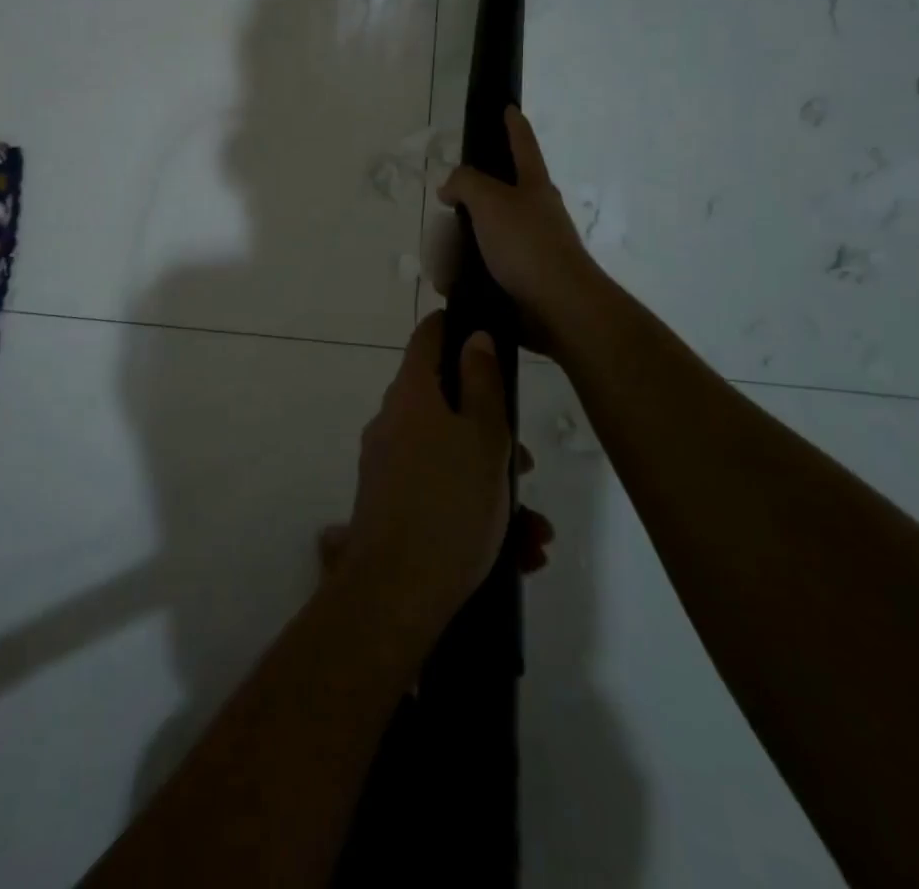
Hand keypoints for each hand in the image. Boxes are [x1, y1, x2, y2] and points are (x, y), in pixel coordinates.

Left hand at [322, 312, 529, 643]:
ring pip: (450, 456)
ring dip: (493, 484)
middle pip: (447, 404)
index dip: (455, 328)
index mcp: (412, 394)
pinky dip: (473, 511)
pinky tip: (515, 552)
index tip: (486, 334)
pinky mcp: (388, 503)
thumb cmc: (450, 503)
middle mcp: (393, 421)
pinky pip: (438, 491)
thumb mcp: (484, 438)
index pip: (428, 338)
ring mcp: (387, 463)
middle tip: (524, 464)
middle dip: (493, 431)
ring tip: (532, 530)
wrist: (396, 591)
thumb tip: (474, 336)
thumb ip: (483, 383)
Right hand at [436, 106, 605, 352]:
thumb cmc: (527, 245)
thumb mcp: (490, 201)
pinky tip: (450, 283)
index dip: (513, 125)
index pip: (522, 145)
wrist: (558, 308)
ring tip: (443, 265)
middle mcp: (532, 213)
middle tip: (445, 217)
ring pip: (479, 236)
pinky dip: (462, 274)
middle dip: (462, 208)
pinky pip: (479, 268)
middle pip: (489, 198)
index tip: (508, 108)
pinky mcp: (519, 279)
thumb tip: (450, 187)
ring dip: (455, 249)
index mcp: (533, 186)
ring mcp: (527, 247)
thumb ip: (465, 182)